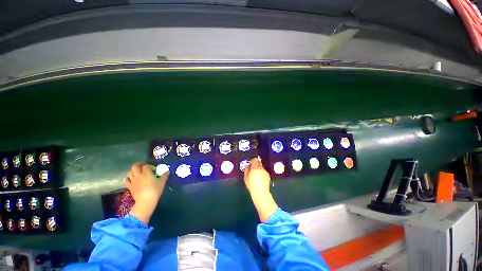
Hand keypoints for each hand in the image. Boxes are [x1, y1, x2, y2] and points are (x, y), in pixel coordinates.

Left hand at [125, 162, 168, 223]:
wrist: (146, 201)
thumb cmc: (155, 190)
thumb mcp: (162, 182)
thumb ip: (164, 176)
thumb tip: (167, 171)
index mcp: (146, 173)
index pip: (146, 166)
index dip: (150, 166)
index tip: (154, 170)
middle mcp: (138, 175)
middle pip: (135, 166)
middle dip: (138, 164)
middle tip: (142, 165)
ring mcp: (133, 181)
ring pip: (129, 172)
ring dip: (133, 170)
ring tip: (137, 171)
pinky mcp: (130, 187)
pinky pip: (126, 180)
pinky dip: (128, 178)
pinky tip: (132, 179)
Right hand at [244, 158, 277, 221]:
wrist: (260, 192)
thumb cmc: (251, 185)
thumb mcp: (246, 177)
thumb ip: (246, 170)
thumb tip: (248, 166)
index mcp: (255, 168)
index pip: (255, 160)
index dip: (252, 161)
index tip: (251, 164)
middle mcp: (261, 168)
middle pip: (259, 163)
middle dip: (256, 164)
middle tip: (253, 169)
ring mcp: (265, 172)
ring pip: (262, 168)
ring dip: (259, 169)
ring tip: (257, 176)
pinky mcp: (268, 175)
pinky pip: (264, 172)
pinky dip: (262, 174)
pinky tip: (260, 179)